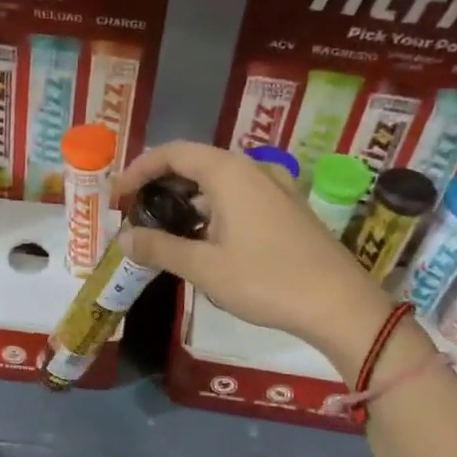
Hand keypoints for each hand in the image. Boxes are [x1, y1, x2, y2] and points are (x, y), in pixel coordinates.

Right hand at [117, 142, 390, 380]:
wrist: (338, 304)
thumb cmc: (266, 281)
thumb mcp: (204, 268)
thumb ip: (160, 248)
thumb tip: (124, 238)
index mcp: (230, 173)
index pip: (173, 153)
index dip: (139, 169)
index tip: (117, 195)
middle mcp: (253, 169)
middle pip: (196, 163)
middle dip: (161, 185)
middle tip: (137, 213)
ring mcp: (275, 187)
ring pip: (219, 182)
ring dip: (187, 200)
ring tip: (165, 230)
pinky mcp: (287, 208)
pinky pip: (239, 196)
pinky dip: (212, 209)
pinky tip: (204, 240)